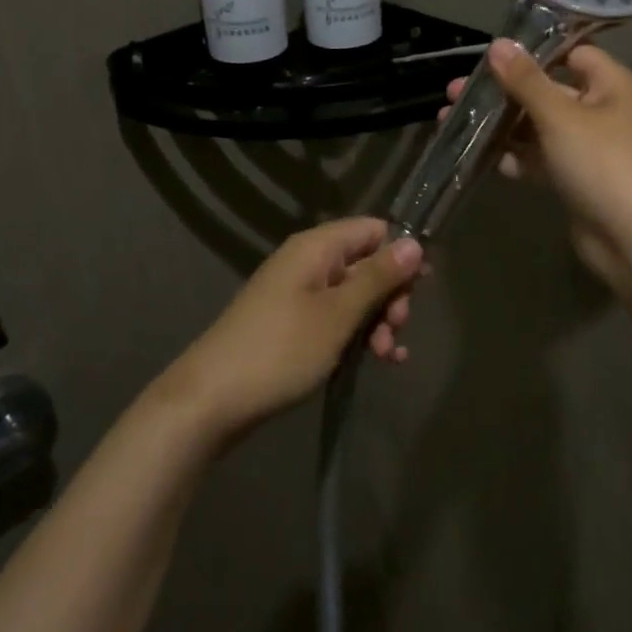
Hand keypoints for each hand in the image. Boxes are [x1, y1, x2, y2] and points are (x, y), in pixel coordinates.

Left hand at [160, 218, 423, 442]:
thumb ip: (378, 277)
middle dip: (390, 295)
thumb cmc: (281, 350)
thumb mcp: (338, 314)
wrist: (209, 401)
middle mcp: (307, 262)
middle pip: (366, 263)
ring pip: (354, 295)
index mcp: (316, 247)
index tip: (421, 288)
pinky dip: (358, 335)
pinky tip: (379, 361)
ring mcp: (298, 294)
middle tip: (397, 329)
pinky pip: (336, 318)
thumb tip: (414, 243)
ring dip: (378, 321)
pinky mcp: (292, 324)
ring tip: (386, 355)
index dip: (400, 254)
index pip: (373, 230)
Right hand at [445, 39, 631, 301]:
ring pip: (538, 127)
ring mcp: (587, 147)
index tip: (489, 56)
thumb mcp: (560, 116)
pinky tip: (481, 157)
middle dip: (502, 92)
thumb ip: (526, 80)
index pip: (570, 53)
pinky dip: (515, 157)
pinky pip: (540, 159)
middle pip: (546, 91)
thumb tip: (499, 43)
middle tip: (454, 93)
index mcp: (609, 83)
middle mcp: (600, 109)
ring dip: (501, 125)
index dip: (532, 52)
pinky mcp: (575, 178)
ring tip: (452, 122)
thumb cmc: (602, 164)